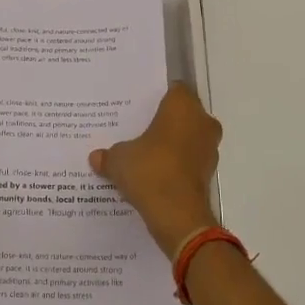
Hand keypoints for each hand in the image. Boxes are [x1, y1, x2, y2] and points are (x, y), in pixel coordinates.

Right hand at [89, 83, 222, 258]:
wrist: (178, 216)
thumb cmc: (150, 171)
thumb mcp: (119, 160)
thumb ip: (108, 155)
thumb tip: (95, 157)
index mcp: (182, 106)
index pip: (175, 89)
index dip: (158, 96)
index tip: (141, 106)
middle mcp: (202, 121)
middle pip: (183, 113)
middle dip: (165, 121)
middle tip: (140, 128)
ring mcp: (209, 148)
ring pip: (189, 137)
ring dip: (173, 144)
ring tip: (146, 153)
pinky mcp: (209, 173)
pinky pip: (190, 160)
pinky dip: (177, 164)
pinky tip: (156, 174)